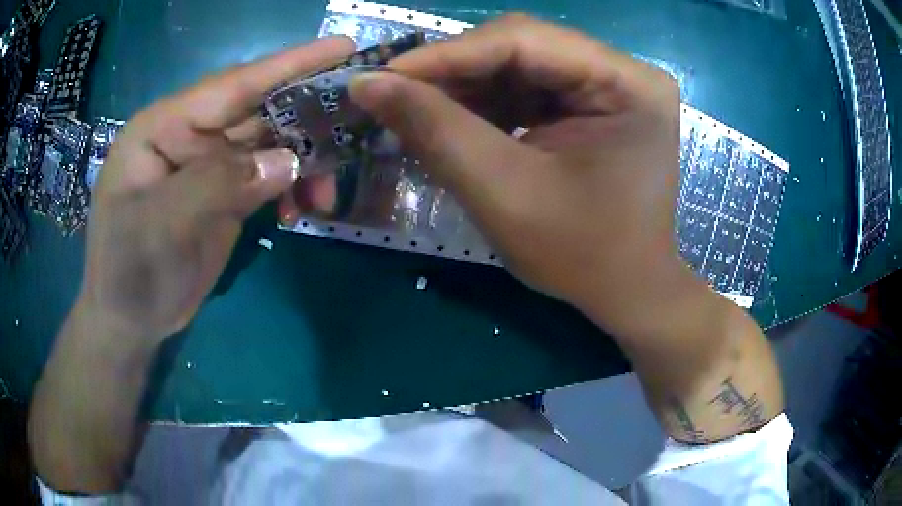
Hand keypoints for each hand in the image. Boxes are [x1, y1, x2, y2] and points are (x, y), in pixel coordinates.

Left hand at [80, 36, 355, 344]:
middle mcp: (190, 136)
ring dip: (304, 164)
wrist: (129, 321)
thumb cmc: (128, 271)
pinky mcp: (223, 195)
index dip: (290, 64)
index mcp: (165, 126)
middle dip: (308, 117)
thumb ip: (218, 183)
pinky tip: (300, 212)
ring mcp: (208, 166)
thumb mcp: (161, 225)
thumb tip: (287, 162)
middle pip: (259, 111)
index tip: (344, 47)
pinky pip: (267, 179)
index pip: (233, 84)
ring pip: (269, 146)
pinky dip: (290, 190)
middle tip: (360, 115)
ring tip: (326, 195)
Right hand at [349, 15, 684, 333]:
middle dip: (452, 72)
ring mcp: (609, 85)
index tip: (381, 76)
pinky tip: (451, 122)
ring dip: (462, 89)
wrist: (626, 291)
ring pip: (517, 66)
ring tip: (415, 113)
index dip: (446, 54)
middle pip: (521, 47)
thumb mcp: (504, 194)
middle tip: (391, 96)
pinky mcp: (591, 103)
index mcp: (629, 84)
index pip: (524, 40)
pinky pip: (526, 88)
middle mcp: (624, 71)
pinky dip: (483, 104)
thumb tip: (366, 84)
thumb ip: (435, 130)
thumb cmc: (581, 256)